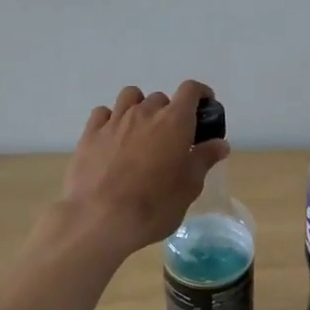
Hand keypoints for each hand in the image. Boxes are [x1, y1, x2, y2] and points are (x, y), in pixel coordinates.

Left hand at [60, 81, 229, 251]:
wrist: (100, 219)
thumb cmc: (154, 205)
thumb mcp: (189, 187)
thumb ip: (204, 159)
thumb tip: (220, 144)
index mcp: (174, 121)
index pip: (190, 90)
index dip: (201, 94)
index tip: (205, 107)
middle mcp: (144, 112)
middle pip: (161, 98)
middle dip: (169, 113)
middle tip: (171, 139)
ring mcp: (114, 121)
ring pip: (130, 97)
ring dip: (139, 107)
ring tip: (141, 132)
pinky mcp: (89, 134)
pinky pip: (103, 113)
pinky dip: (111, 119)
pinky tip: (113, 138)